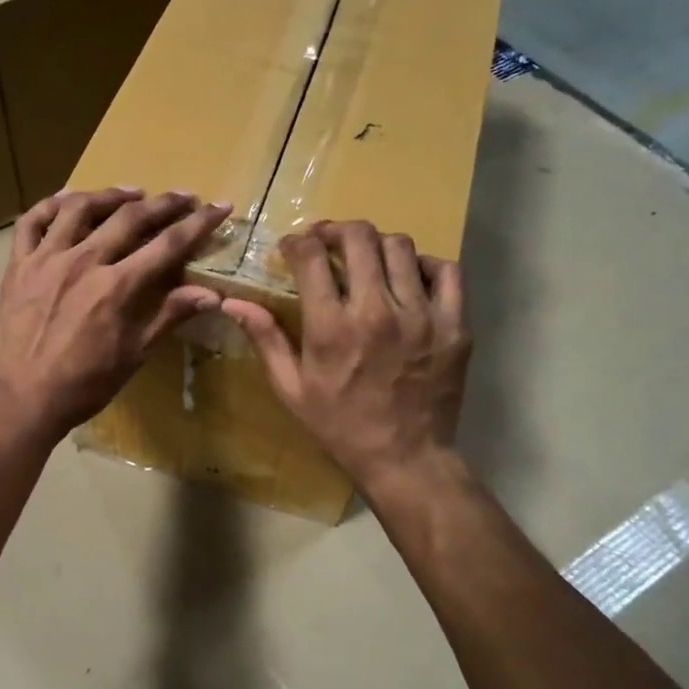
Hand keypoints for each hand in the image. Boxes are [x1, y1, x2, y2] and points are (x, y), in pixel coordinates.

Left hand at [0, 188, 230, 444]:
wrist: (25, 397)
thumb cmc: (85, 384)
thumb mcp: (134, 354)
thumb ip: (169, 316)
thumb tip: (212, 294)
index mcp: (117, 288)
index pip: (167, 245)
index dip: (197, 224)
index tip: (219, 206)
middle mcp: (83, 262)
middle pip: (129, 218)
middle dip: (163, 203)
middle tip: (184, 196)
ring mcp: (46, 259)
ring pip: (80, 208)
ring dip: (111, 195)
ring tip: (133, 193)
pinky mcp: (19, 265)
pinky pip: (32, 221)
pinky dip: (52, 204)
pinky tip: (69, 199)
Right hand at [221, 220, 470, 488]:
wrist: (406, 458)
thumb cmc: (340, 426)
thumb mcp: (291, 389)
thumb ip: (266, 339)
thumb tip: (233, 303)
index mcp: (332, 327)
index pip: (312, 256)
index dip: (298, 242)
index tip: (293, 248)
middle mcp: (378, 311)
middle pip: (359, 237)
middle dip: (336, 231)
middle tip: (327, 242)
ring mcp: (423, 315)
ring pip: (401, 247)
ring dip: (376, 245)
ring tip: (366, 260)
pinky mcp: (455, 325)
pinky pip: (447, 271)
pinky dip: (425, 264)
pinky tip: (409, 277)